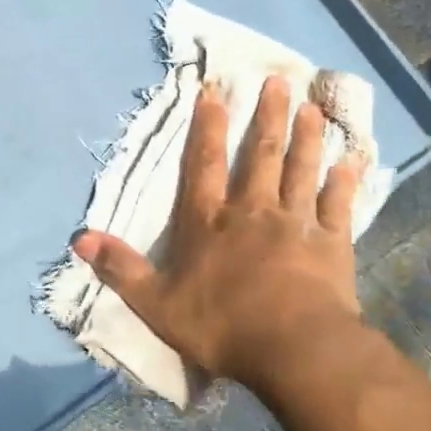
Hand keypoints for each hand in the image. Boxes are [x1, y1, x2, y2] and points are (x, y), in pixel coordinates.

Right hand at [72, 75, 363, 389]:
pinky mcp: (331, 243)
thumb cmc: (222, 326)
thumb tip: (80, 238)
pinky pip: (337, 205)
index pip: (203, 164)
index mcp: (209, 222)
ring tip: (312, 108)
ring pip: (300, 170)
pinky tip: (351, 161)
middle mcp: (252, 211)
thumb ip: (121, 268)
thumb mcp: (156, 303)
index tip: (215, 92)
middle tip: (279, 81)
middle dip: (267, 116)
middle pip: (260, 154)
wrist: (294, 350)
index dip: (207, 126)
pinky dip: (344, 182)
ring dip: (306, 137)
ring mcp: (295, 223)